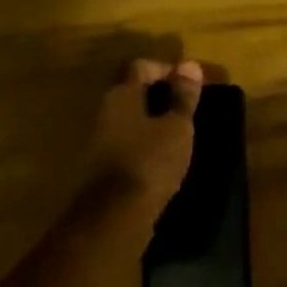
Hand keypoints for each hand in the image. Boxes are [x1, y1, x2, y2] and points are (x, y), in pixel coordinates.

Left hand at [86, 59, 202, 219]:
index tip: (189, 83)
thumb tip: (189, 64)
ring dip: (150, 122)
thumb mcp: (177, 127)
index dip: (167, 69)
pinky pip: (123, 144)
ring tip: (177, 134)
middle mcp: (104, 111)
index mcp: (121, 95)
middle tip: (184, 107)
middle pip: (131, 91)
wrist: (113, 221)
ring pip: (127, 119)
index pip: (142, 66)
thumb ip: (183, 96)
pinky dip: (142, 144)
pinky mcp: (98, 169)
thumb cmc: (149, 163)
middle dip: (158, 95)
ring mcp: (97, 141)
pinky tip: (160, 159)